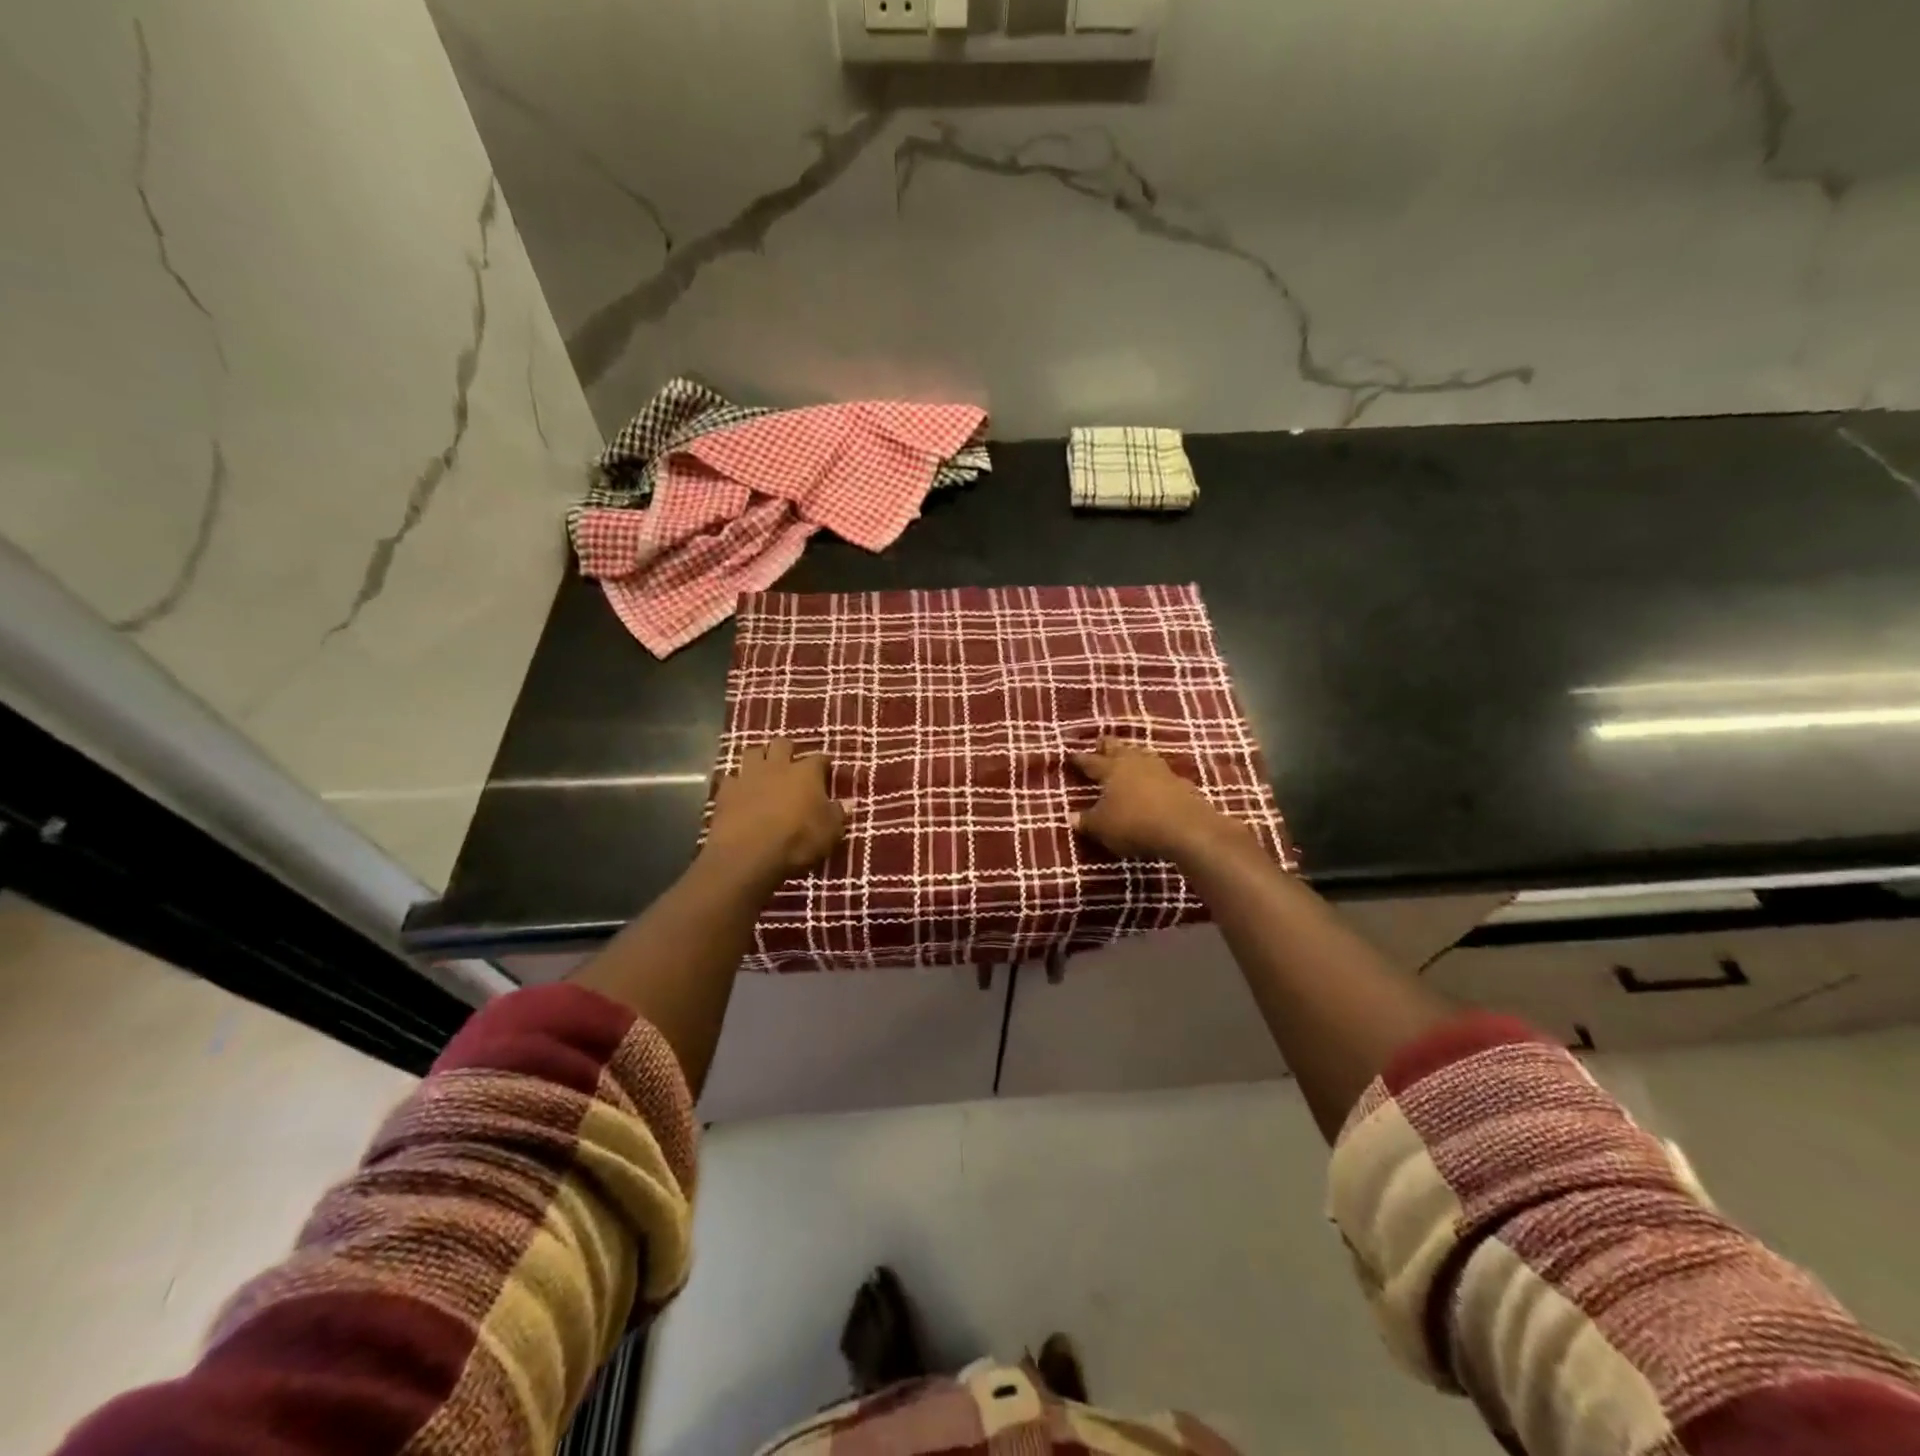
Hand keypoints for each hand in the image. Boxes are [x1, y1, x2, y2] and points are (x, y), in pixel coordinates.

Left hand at [705, 739, 846, 877]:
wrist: (748, 854)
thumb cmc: (797, 841)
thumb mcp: (830, 832)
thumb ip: (837, 814)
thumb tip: (846, 803)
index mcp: (806, 773)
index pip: (819, 759)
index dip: (824, 764)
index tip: (827, 771)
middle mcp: (777, 766)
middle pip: (782, 744)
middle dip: (787, 750)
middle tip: (791, 765)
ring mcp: (748, 776)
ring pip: (752, 752)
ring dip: (759, 759)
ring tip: (764, 771)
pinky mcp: (725, 791)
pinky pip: (731, 778)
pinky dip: (737, 783)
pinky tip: (740, 792)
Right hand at [1070, 738, 1235, 858]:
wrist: (1186, 828)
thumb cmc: (1134, 824)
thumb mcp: (1102, 828)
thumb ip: (1086, 821)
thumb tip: (1071, 817)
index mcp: (1111, 770)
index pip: (1090, 761)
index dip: (1079, 759)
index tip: (1071, 755)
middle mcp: (1134, 763)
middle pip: (1117, 748)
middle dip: (1107, 746)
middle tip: (1100, 744)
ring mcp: (1160, 770)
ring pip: (1142, 755)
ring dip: (1133, 755)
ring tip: (1128, 757)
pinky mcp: (1181, 783)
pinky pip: (1162, 773)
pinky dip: (1154, 775)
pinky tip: (1155, 781)